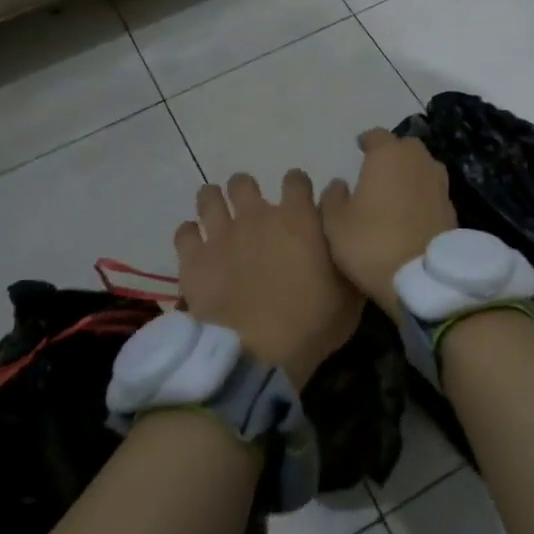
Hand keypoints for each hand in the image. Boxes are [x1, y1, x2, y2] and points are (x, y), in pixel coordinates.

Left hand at [174, 170, 361, 389]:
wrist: (257, 354)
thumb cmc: (312, 324)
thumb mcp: (349, 290)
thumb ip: (345, 250)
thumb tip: (345, 222)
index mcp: (298, 218)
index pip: (296, 180)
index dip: (298, 187)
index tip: (300, 201)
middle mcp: (256, 216)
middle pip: (244, 182)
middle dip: (247, 191)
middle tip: (253, 214)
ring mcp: (221, 235)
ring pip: (209, 197)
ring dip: (214, 203)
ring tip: (219, 219)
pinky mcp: (193, 259)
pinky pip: (184, 232)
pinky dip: (191, 236)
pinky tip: (198, 248)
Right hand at [320, 129, 457, 320]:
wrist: (422, 278)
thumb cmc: (371, 244)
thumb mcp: (336, 223)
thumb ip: (333, 197)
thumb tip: (339, 185)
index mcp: (388, 156)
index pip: (377, 136)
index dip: (367, 140)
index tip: (359, 146)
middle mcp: (419, 162)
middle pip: (406, 147)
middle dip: (392, 153)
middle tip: (377, 167)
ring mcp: (440, 184)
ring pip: (423, 167)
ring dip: (410, 172)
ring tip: (395, 187)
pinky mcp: (452, 208)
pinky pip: (433, 191)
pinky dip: (422, 194)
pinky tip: (411, 210)